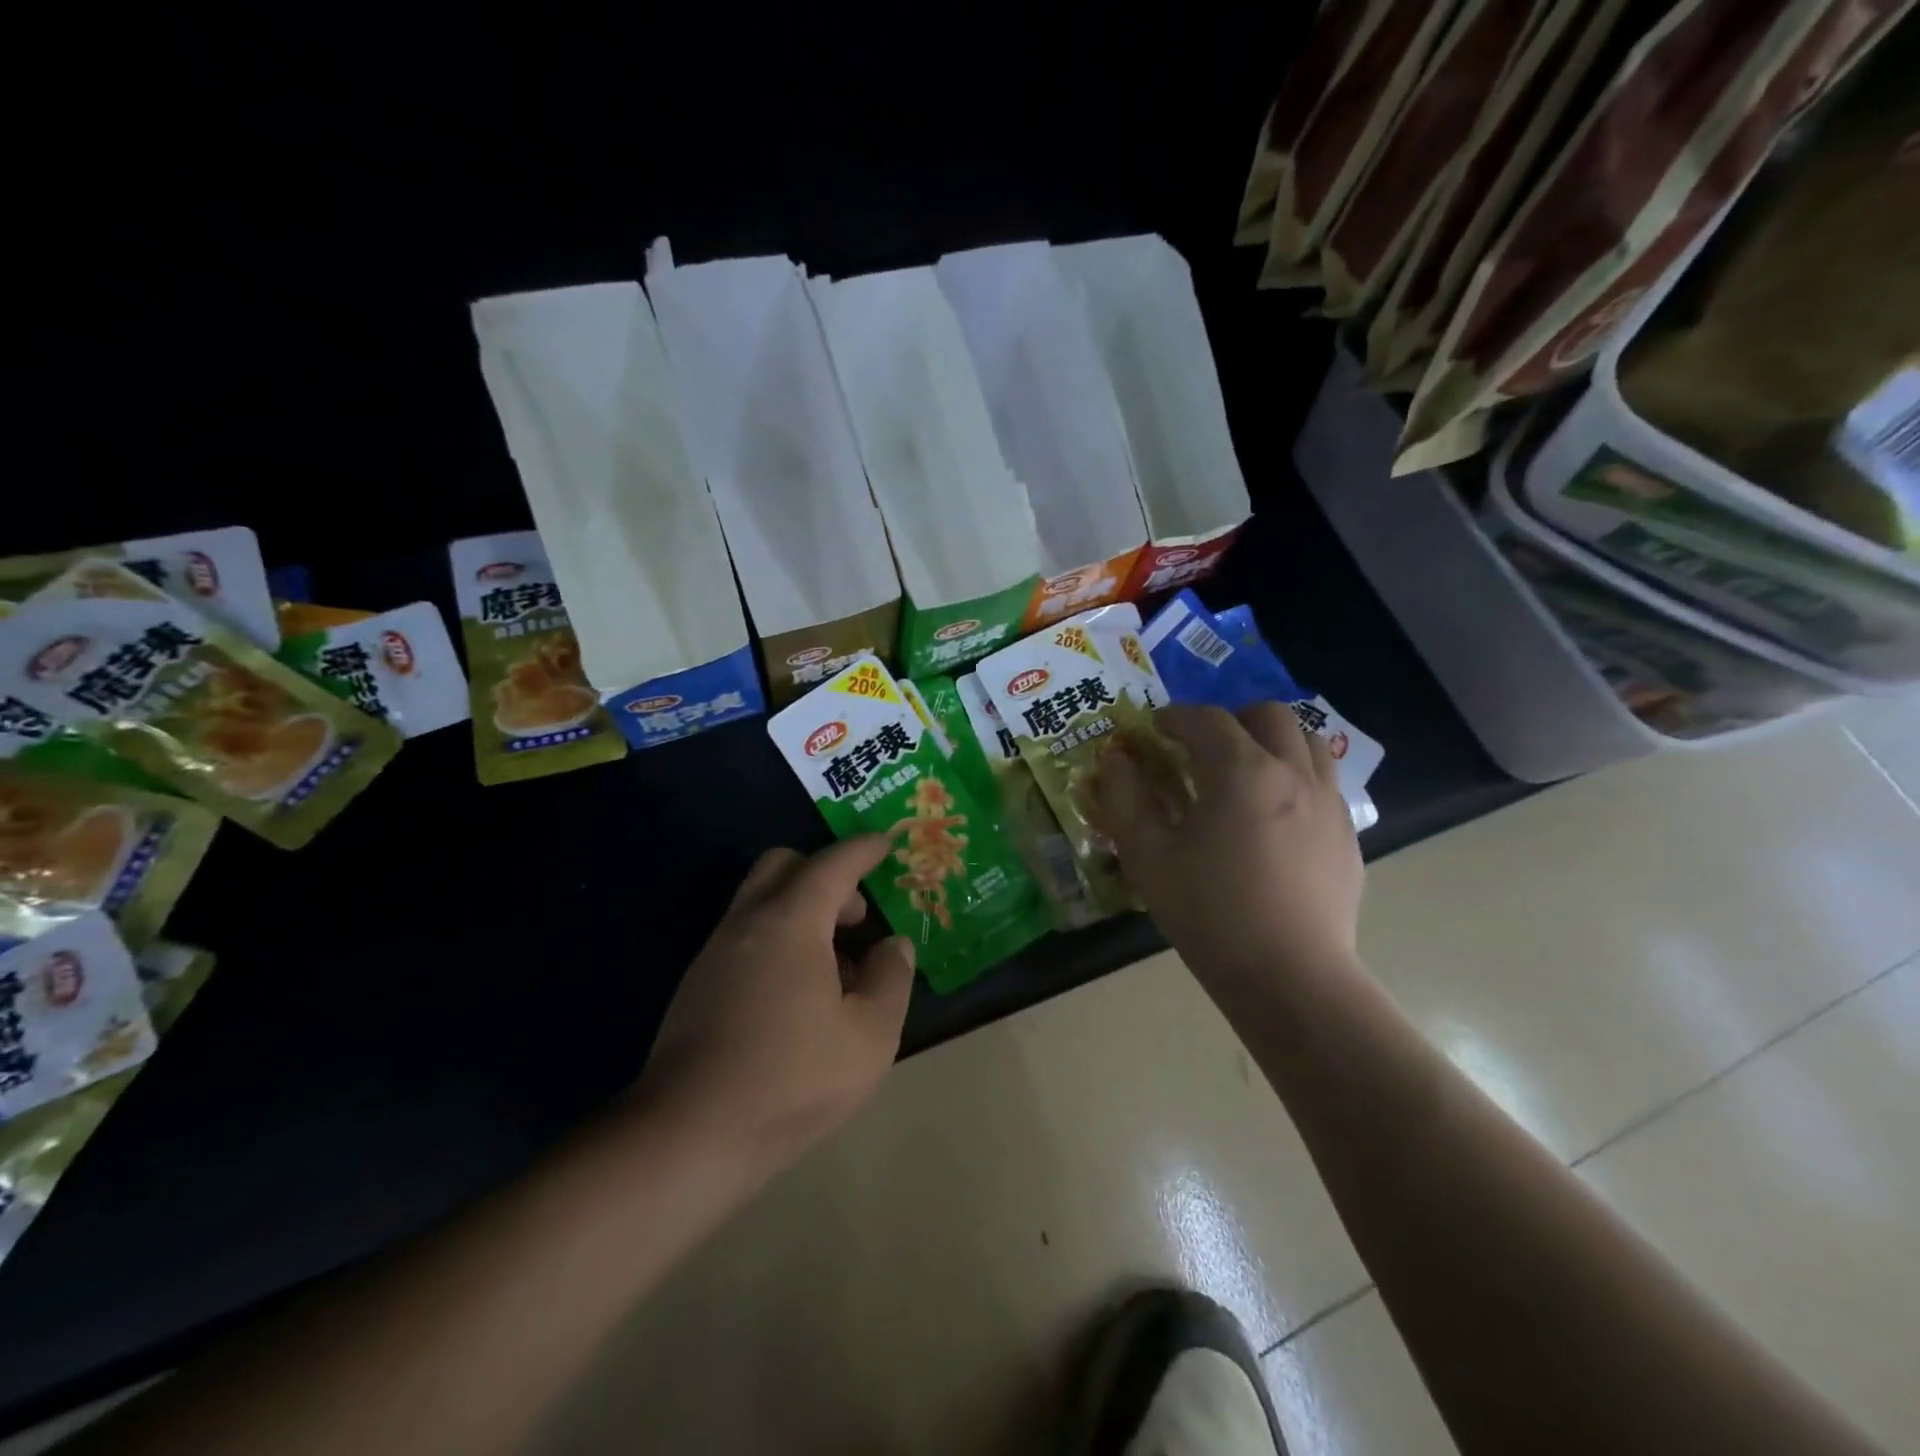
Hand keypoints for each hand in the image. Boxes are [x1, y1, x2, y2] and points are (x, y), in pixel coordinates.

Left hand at [633, 837, 915, 1173]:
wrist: (688, 1138)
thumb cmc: (791, 1080)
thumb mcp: (869, 1036)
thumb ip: (891, 979)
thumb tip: (893, 945)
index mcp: (790, 922)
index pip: (832, 864)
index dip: (863, 849)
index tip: (886, 842)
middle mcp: (747, 923)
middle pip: (783, 866)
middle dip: (825, 874)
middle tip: (856, 914)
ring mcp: (715, 953)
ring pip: (761, 901)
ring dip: (801, 910)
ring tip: (836, 966)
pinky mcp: (698, 986)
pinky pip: (746, 936)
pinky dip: (778, 939)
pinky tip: (799, 995)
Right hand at [1095, 702, 1363, 990]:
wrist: (1290, 977)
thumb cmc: (1209, 913)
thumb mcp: (1147, 856)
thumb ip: (1124, 798)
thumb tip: (1116, 759)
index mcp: (1241, 771)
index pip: (1205, 719)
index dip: (1174, 717)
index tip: (1154, 730)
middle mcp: (1293, 773)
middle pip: (1269, 715)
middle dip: (1231, 718)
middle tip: (1203, 747)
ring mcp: (1328, 803)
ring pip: (1308, 741)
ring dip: (1272, 741)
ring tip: (1245, 771)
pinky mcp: (1347, 835)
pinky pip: (1325, 782)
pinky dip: (1296, 777)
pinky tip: (1274, 817)